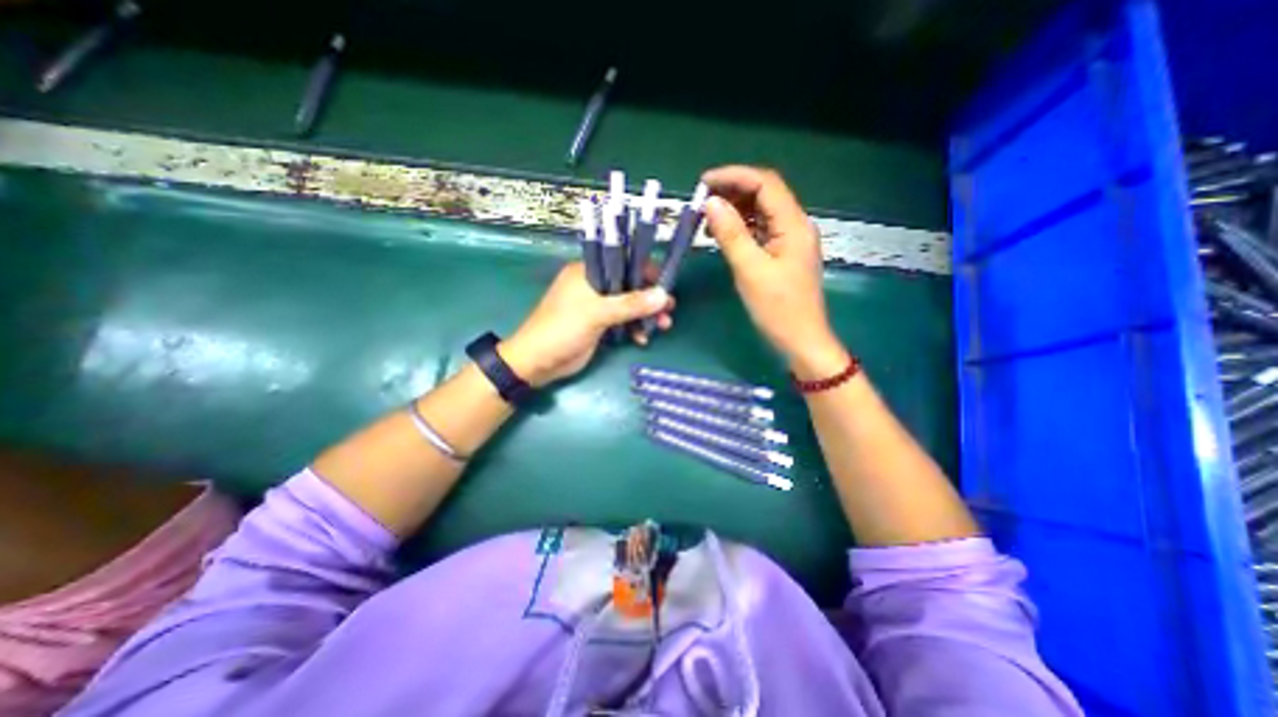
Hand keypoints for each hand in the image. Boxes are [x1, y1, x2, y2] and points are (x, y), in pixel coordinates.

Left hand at [501, 260, 677, 384]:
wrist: (538, 362)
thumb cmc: (562, 329)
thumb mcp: (597, 314)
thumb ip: (631, 304)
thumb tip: (663, 295)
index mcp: (587, 271)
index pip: (623, 262)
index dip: (646, 272)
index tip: (665, 285)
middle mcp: (593, 285)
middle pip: (629, 285)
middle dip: (649, 298)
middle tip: (669, 310)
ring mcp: (596, 306)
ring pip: (628, 305)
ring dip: (645, 316)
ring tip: (663, 326)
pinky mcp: (598, 325)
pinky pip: (622, 321)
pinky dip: (633, 328)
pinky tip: (642, 339)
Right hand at [698, 167, 845, 378]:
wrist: (800, 340)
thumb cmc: (778, 309)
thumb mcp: (750, 270)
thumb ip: (731, 234)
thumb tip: (710, 203)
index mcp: (793, 224)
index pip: (765, 183)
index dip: (734, 177)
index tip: (703, 184)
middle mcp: (795, 225)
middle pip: (764, 194)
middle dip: (732, 192)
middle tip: (701, 202)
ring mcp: (790, 240)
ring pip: (761, 212)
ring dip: (734, 210)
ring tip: (706, 219)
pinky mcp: (782, 254)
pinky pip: (760, 230)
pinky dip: (740, 228)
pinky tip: (723, 235)